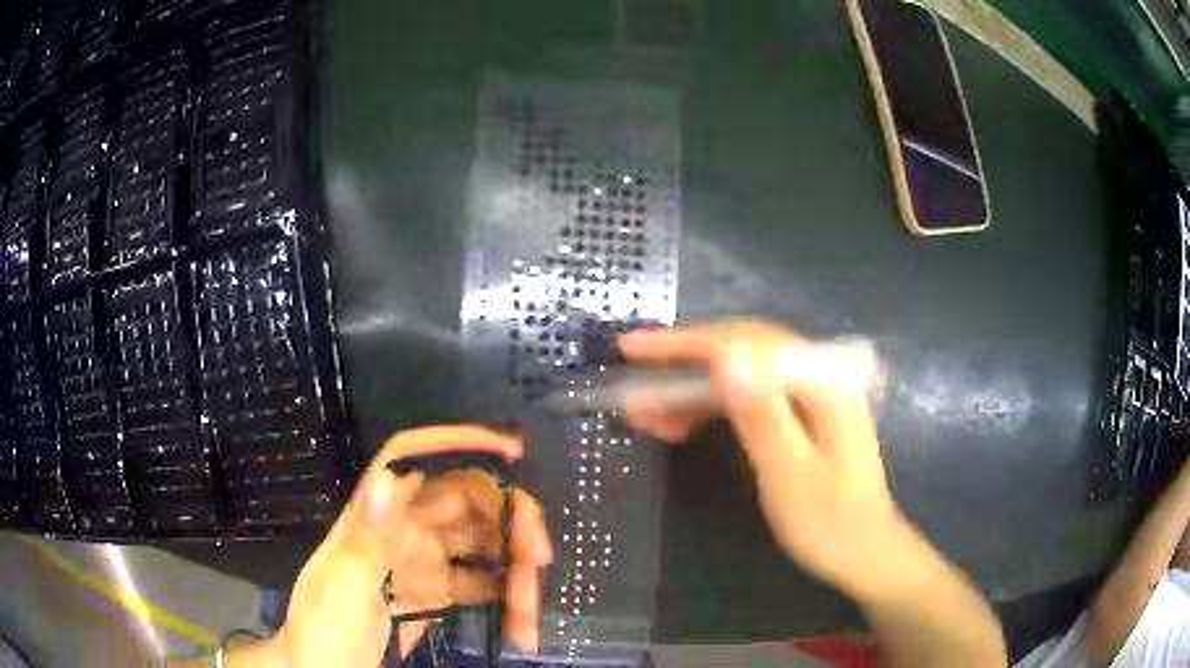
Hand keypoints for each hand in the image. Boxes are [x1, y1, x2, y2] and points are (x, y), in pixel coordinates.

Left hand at [272, 426, 552, 665]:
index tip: (512, 451)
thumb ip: (367, 540)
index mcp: (376, 519)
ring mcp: (425, 563)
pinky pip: (482, 584)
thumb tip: (391, 477)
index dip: (458, 442)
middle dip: (510, 526)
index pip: (413, 460)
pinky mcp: (439, 594)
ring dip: (514, 573)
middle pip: (467, 505)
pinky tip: (521, 625)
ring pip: (483, 547)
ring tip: (528, 617)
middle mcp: (404, 531)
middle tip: (539, 562)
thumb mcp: (341, 592)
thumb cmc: (322, 631)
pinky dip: (506, 599)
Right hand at [620, 321, 906, 596]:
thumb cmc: (829, 523)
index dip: (686, 343)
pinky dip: (713, 408)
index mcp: (823, 383)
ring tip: (648, 413)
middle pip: (743, 351)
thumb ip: (762, 415)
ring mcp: (811, 394)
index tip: (634, 348)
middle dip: (684, 363)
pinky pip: (750, 397)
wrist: (864, 552)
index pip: (746, 344)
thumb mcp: (790, 475)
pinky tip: (682, 424)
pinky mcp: (801, 414)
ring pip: (742, 374)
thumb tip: (726, 358)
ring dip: (693, 390)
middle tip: (634, 379)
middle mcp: (818, 376)